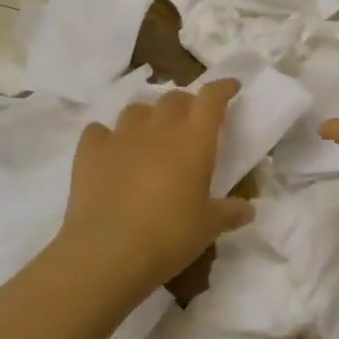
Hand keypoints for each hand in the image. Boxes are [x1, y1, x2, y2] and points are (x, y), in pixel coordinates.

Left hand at [58, 79, 252, 300]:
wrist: (107, 251)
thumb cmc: (169, 236)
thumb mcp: (208, 228)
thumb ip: (229, 213)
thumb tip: (249, 210)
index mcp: (193, 139)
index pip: (211, 98)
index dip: (222, 88)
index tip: (231, 87)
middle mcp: (159, 127)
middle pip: (174, 98)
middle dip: (186, 105)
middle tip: (190, 123)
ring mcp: (121, 136)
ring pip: (137, 110)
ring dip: (148, 118)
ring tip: (150, 137)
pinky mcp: (90, 150)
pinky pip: (99, 131)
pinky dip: (107, 137)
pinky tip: (110, 153)